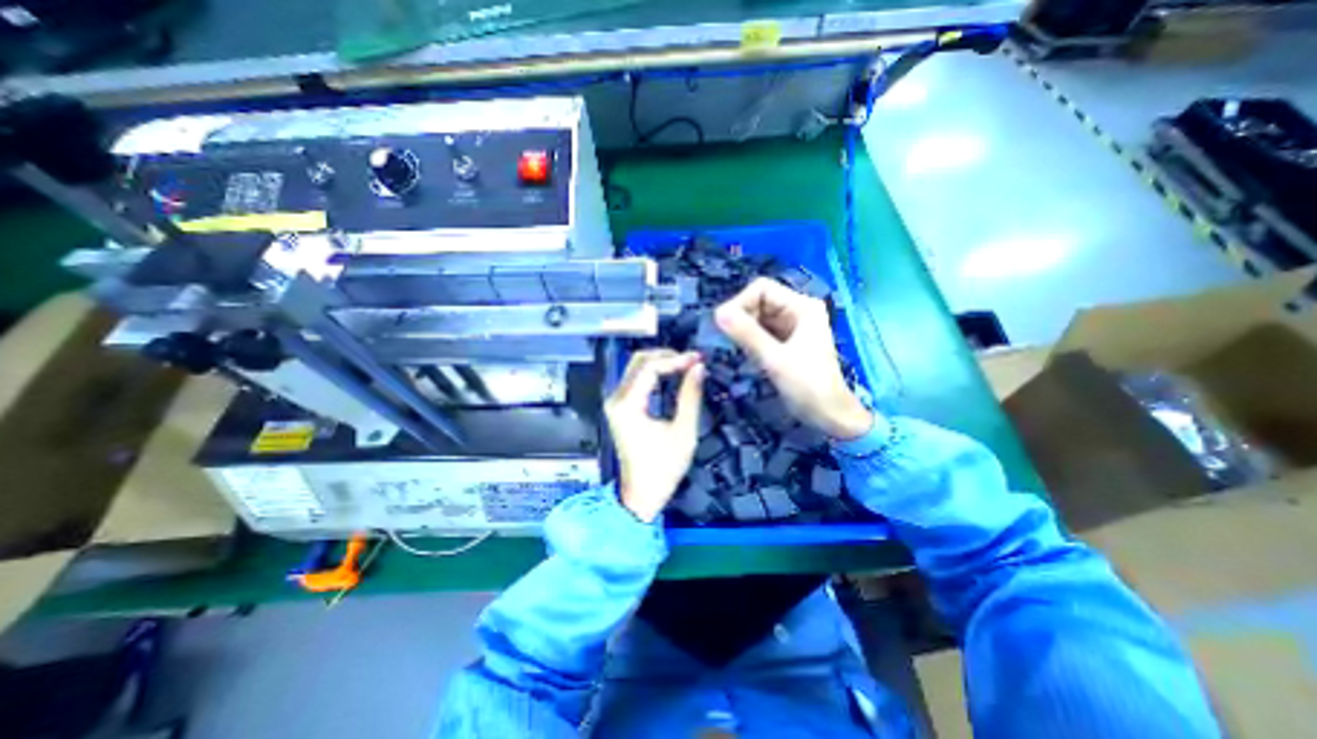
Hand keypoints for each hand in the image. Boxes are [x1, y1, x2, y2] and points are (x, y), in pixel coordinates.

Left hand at [605, 349, 710, 522]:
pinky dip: (655, 373)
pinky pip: (636, 379)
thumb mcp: (683, 432)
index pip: (649, 367)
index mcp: (627, 405)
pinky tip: (673, 374)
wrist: (642, 494)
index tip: (698, 359)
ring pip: (636, 367)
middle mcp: (616, 399)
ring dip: (661, 362)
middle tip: (693, 360)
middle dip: (667, 356)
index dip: (675, 359)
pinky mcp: (620, 407)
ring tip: (687, 365)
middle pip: (638, 361)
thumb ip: (690, 396)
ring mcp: (615, 402)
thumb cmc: (663, 468)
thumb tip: (699, 367)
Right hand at [711, 278, 872, 439]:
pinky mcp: (786, 340)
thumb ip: (747, 334)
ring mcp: (792, 326)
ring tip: (739, 349)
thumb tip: (717, 313)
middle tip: (729, 340)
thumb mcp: (774, 359)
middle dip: (741, 317)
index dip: (740, 302)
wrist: (829, 415)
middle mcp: (797, 310)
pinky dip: (750, 339)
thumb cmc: (807, 386)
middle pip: (758, 301)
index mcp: (802, 306)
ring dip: (744, 330)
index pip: (762, 288)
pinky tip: (748, 354)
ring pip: (757, 317)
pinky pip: (761, 331)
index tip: (724, 324)